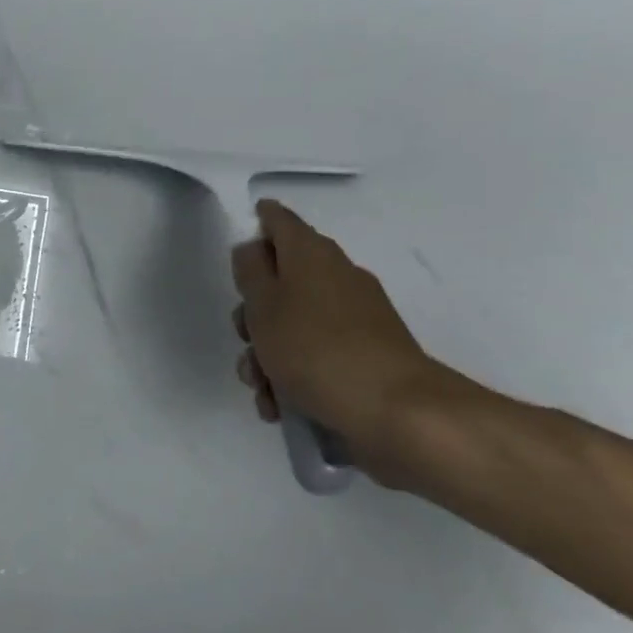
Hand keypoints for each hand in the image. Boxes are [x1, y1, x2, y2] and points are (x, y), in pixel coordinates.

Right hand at [230, 200, 442, 485]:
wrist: (396, 411)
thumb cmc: (315, 349)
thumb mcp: (264, 305)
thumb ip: (250, 270)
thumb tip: (252, 248)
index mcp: (311, 254)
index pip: (278, 220)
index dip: (255, 225)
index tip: (236, 253)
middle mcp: (335, 276)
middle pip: (279, 281)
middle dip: (253, 314)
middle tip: (245, 337)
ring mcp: (353, 318)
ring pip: (293, 325)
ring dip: (267, 355)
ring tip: (262, 389)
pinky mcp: (363, 355)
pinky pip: (315, 355)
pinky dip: (293, 376)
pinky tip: (281, 407)